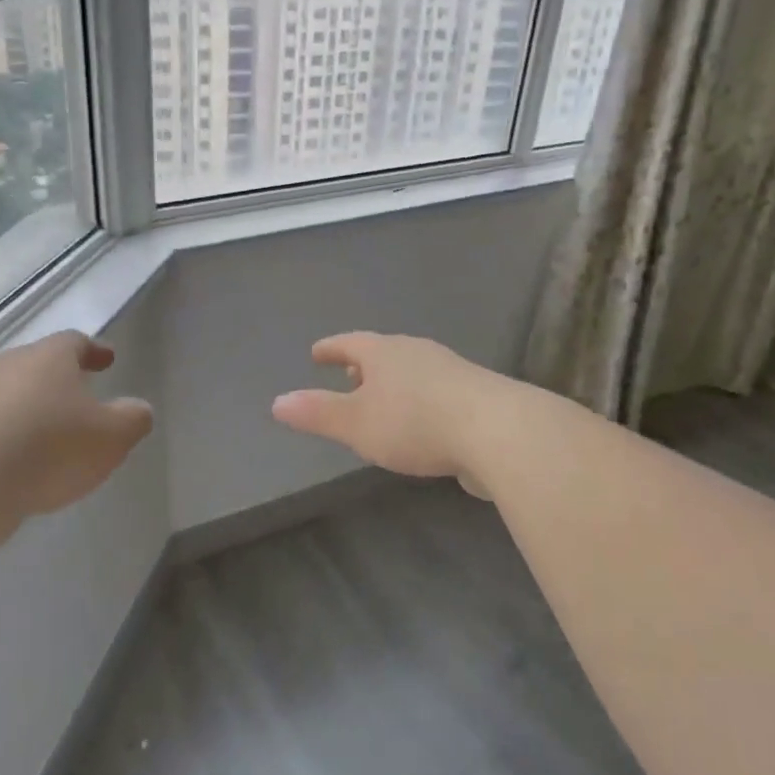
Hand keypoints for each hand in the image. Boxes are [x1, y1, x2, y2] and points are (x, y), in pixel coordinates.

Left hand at [0, 330, 153, 520]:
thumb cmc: (50, 447)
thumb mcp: (112, 437)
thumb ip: (133, 419)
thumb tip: (138, 409)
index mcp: (50, 357)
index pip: (76, 342)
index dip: (94, 350)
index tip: (108, 359)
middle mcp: (10, 366)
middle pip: (40, 365)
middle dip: (62, 380)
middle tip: (83, 397)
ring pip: (13, 396)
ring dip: (34, 410)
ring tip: (53, 436)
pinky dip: (11, 438)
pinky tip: (22, 463)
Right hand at [271, 332, 501, 492]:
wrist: (497, 431)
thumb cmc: (415, 422)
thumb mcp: (356, 423)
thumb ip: (317, 413)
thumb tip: (277, 402)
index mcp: (386, 353)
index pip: (350, 343)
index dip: (332, 349)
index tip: (317, 353)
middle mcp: (418, 353)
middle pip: (384, 354)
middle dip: (364, 366)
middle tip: (348, 377)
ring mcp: (451, 372)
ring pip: (412, 372)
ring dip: (394, 385)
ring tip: (383, 403)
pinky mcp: (476, 396)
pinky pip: (436, 393)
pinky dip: (420, 402)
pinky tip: (423, 425)